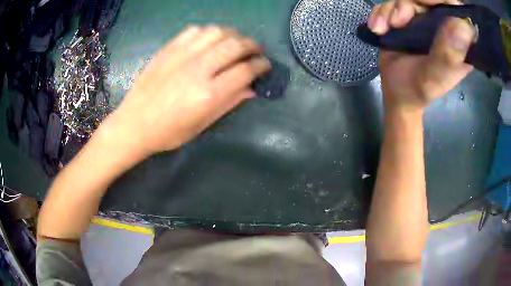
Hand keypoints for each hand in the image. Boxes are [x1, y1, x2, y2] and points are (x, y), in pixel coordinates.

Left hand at [107, 26, 270, 155]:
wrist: (133, 124)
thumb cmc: (168, 132)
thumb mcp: (202, 125)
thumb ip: (229, 104)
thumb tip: (252, 89)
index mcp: (208, 94)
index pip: (245, 71)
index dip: (260, 65)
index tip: (265, 65)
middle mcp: (197, 69)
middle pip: (235, 45)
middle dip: (252, 45)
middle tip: (256, 50)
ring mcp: (181, 56)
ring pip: (217, 32)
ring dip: (233, 34)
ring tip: (236, 42)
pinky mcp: (168, 49)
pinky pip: (195, 30)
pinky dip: (209, 32)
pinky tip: (211, 40)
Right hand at [368, 0, 474, 112]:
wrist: (398, 92)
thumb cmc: (420, 89)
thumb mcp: (436, 77)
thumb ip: (449, 55)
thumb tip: (463, 24)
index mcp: (458, 40)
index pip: (456, 9)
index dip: (444, 1)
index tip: (427, 5)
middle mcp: (442, 25)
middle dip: (410, 3)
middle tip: (398, 20)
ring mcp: (423, 19)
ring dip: (391, 10)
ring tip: (382, 30)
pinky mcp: (406, 17)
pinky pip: (391, 4)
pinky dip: (380, 13)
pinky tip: (377, 29)